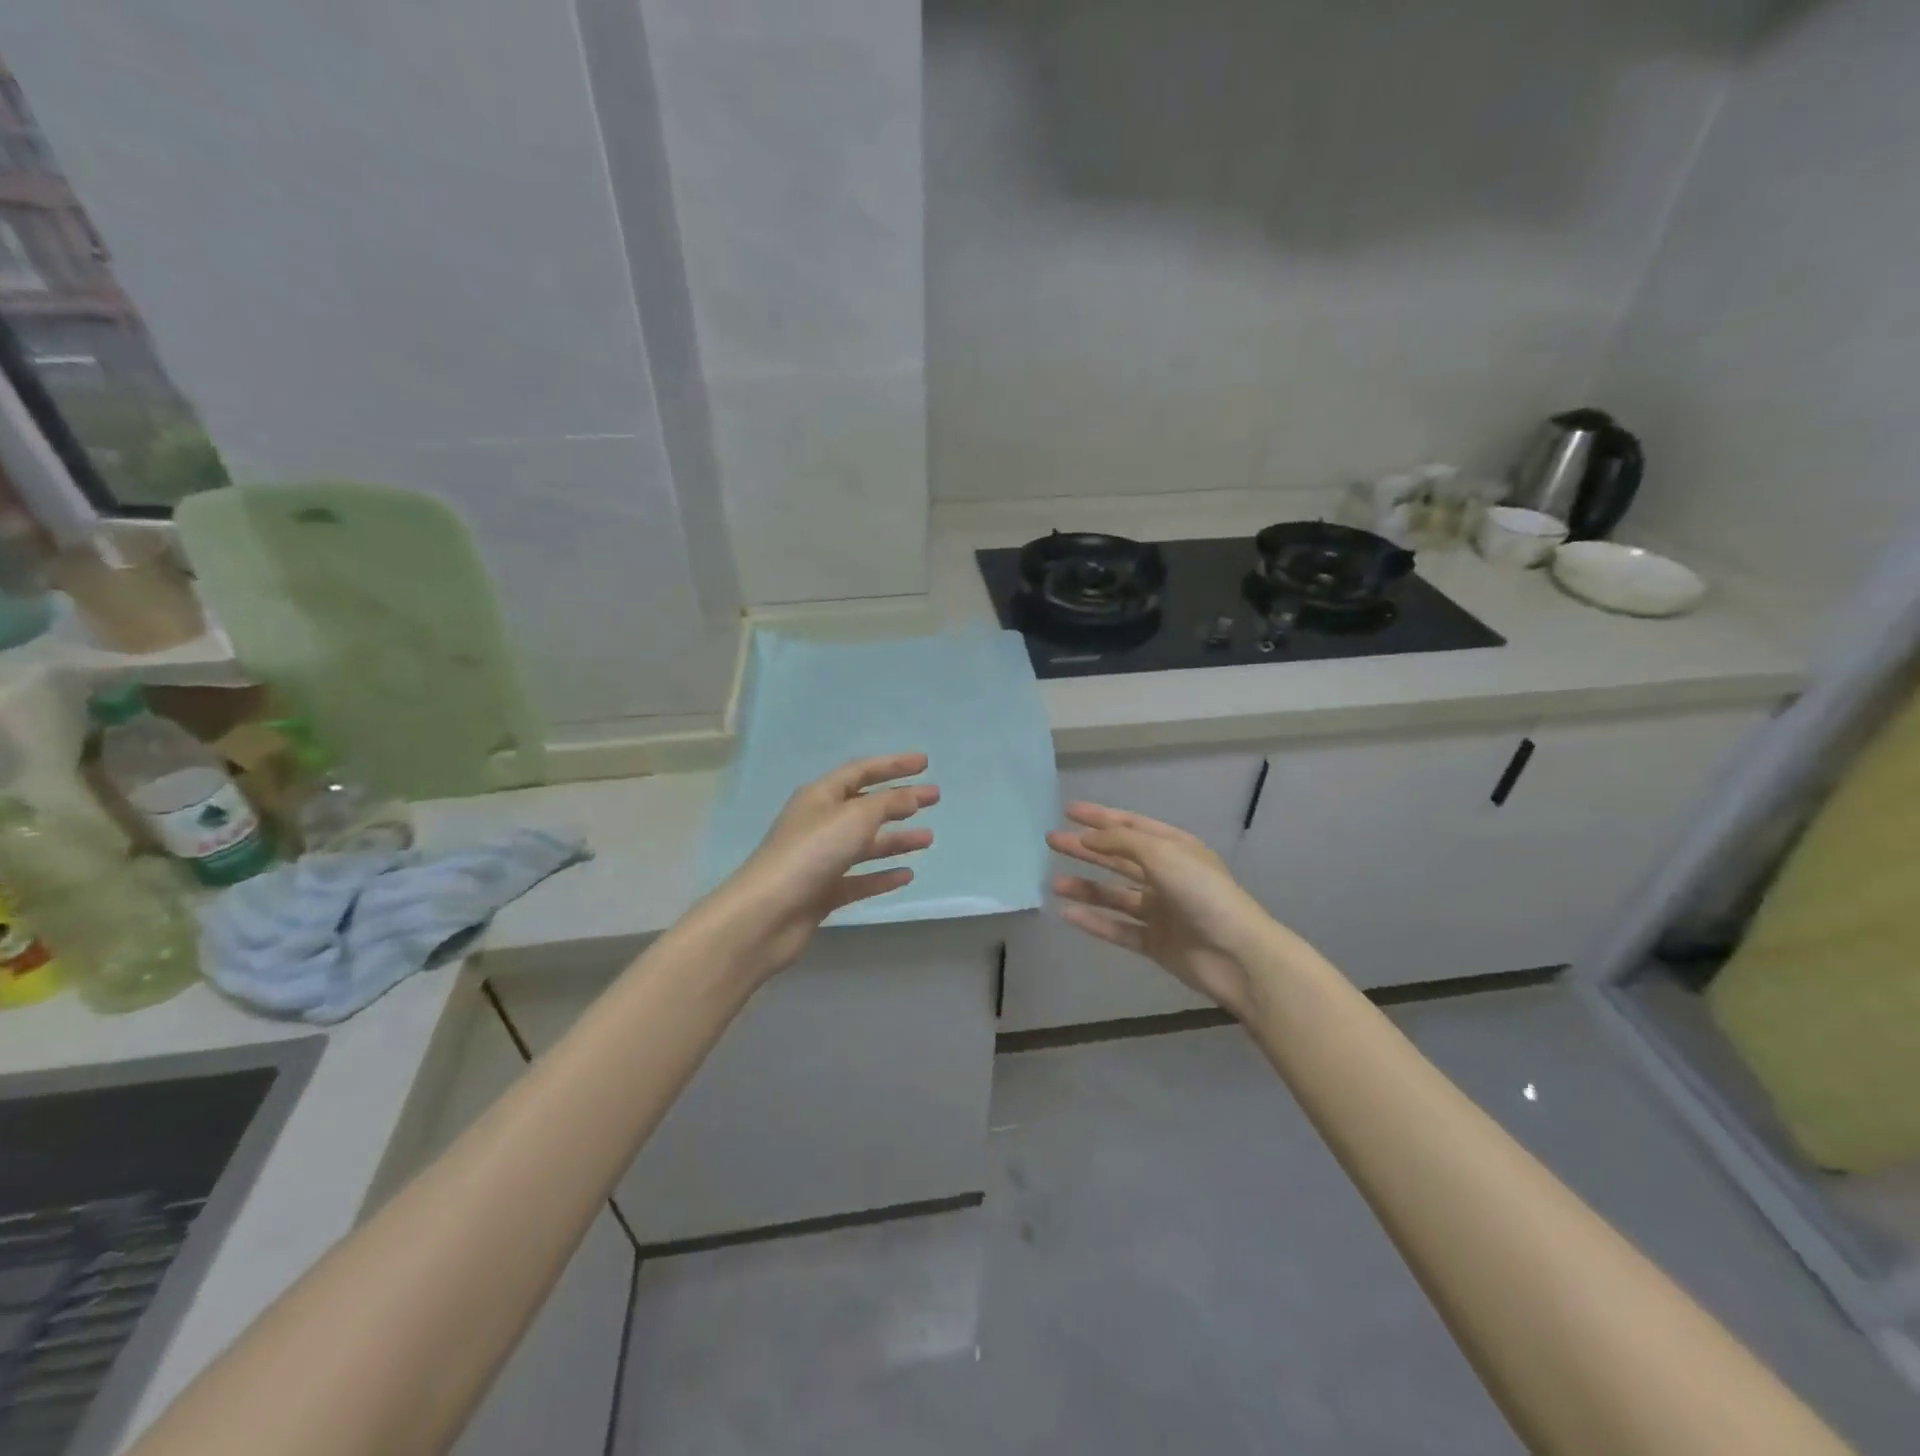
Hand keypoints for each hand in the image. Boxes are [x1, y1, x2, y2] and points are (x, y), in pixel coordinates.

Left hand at [692, 753, 937, 982]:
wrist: (767, 914)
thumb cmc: (811, 853)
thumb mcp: (855, 818)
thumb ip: (887, 803)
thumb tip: (911, 796)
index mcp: (820, 796)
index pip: (860, 771)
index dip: (892, 765)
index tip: (925, 763)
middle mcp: (819, 823)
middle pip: (865, 807)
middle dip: (900, 801)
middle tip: (934, 798)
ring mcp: (820, 859)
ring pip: (864, 844)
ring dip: (896, 840)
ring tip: (929, 839)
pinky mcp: (823, 892)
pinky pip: (859, 878)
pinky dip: (882, 875)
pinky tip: (907, 875)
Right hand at [1048, 803, 1278, 1017]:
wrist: (1236, 953)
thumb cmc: (1201, 892)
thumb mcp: (1161, 853)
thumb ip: (1120, 841)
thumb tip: (1088, 837)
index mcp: (1173, 848)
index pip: (1130, 826)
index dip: (1099, 817)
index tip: (1067, 811)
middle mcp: (1166, 875)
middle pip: (1118, 858)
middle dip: (1085, 849)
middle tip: (1051, 841)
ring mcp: (1160, 910)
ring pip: (1114, 894)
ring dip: (1085, 887)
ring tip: (1054, 884)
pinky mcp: (1155, 942)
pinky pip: (1118, 928)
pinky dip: (1095, 921)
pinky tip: (1069, 914)